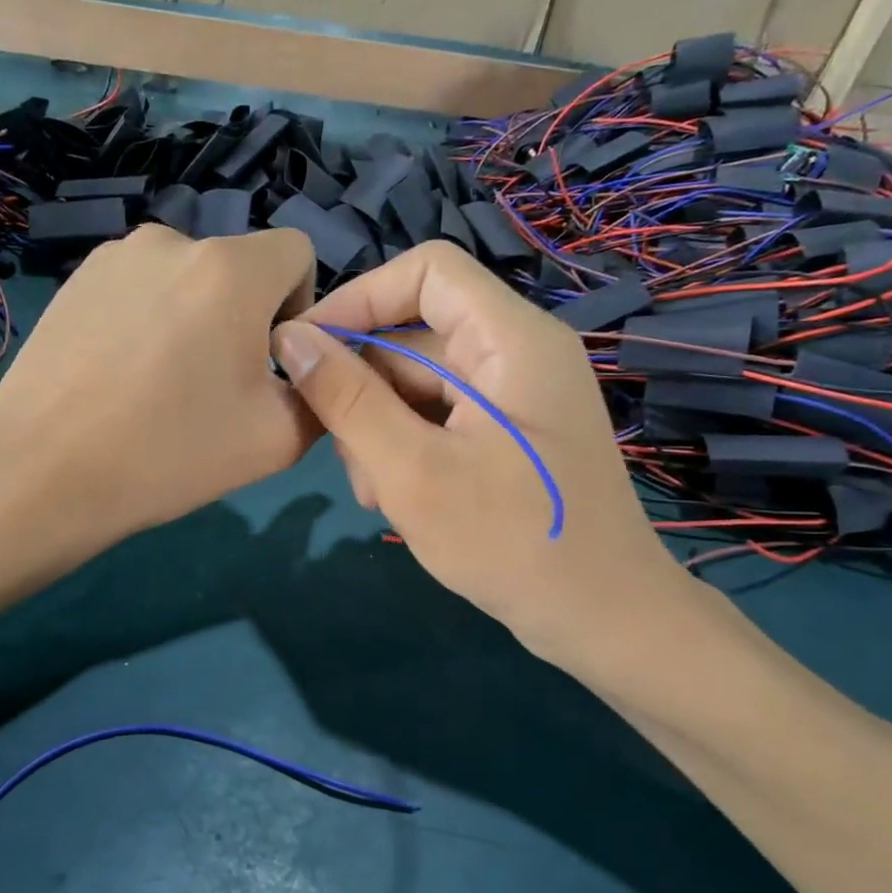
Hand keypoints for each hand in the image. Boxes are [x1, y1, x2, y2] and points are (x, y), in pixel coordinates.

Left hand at [0, 223, 318, 543]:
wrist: (44, 472)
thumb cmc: (170, 454)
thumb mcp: (278, 439)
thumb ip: (321, 392)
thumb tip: (313, 368)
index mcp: (230, 269)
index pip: (298, 251)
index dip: (300, 305)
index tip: (273, 363)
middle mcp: (172, 240)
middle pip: (238, 269)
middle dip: (244, 318)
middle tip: (213, 388)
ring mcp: (114, 256)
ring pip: (186, 279)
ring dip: (193, 318)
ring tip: (159, 384)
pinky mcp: (74, 279)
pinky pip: (139, 289)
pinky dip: (147, 320)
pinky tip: (120, 376)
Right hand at [271, 241, 687, 668]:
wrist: (601, 620)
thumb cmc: (512, 543)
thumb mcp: (413, 471)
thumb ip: (347, 399)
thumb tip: (290, 338)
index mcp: (510, 339)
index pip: (425, 271)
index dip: (357, 299)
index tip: (302, 349)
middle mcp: (515, 354)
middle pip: (413, 334)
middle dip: (362, 387)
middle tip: (334, 451)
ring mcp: (512, 398)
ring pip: (418, 383)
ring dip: (378, 428)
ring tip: (373, 491)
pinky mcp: (506, 435)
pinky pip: (438, 418)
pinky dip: (406, 448)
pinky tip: (393, 497)